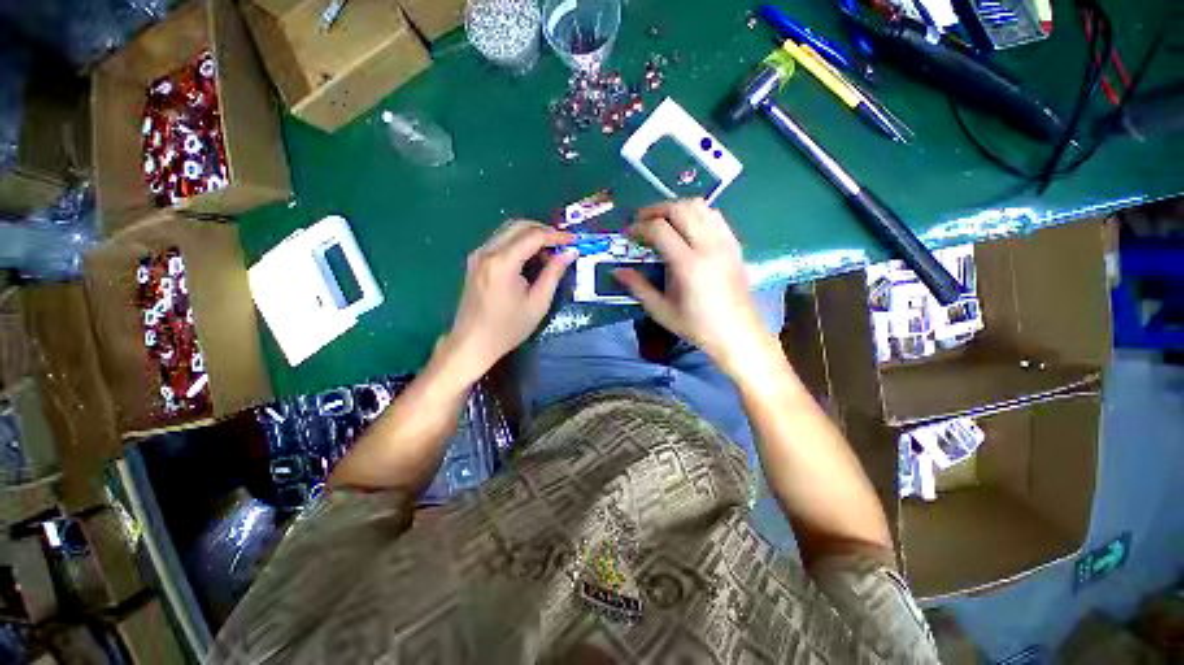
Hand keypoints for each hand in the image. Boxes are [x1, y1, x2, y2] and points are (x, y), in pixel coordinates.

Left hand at [440, 220, 575, 382]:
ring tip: (549, 251)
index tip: (574, 240)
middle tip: (562, 244)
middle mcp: (487, 251)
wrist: (473, 342)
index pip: (533, 236)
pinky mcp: (475, 262)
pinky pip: (499, 241)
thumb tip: (569, 253)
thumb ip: (553, 273)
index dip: (556, 236)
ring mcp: (478, 255)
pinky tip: (529, 257)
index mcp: (502, 262)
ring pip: (507, 230)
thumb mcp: (537, 303)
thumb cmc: (508, 327)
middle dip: (543, 230)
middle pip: (518, 226)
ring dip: (530, 235)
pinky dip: (518, 242)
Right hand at [614, 199, 768, 373]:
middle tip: (641, 221)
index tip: (629, 234)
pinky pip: (715, 216)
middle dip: (656, 209)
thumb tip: (618, 271)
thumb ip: (639, 287)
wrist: (738, 334)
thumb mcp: (662, 311)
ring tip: (663, 221)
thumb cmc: (697, 327)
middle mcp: (709, 247)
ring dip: (677, 208)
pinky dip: (697, 213)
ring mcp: (725, 243)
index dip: (640, 227)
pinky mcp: (734, 245)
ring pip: (700, 206)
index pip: (660, 229)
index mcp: (688, 265)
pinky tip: (688, 228)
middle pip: (681, 209)